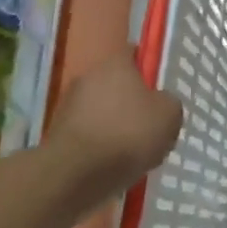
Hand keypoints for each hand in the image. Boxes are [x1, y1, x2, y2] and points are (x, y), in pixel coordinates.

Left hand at [41, 54, 182, 212]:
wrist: (75, 175)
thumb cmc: (129, 134)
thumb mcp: (170, 116)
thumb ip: (169, 103)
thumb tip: (160, 103)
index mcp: (116, 63)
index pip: (133, 53)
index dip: (148, 68)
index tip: (159, 90)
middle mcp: (88, 76)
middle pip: (115, 84)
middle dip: (130, 102)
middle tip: (149, 125)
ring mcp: (68, 105)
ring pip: (100, 110)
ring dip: (113, 125)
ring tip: (131, 152)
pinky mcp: (56, 134)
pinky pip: (87, 134)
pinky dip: (98, 146)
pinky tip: (110, 165)